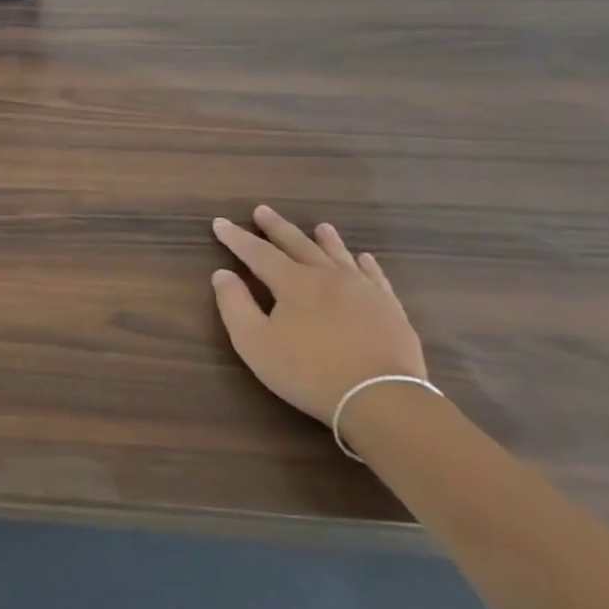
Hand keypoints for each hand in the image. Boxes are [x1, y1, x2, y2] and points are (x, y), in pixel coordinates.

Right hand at [210, 205, 426, 426]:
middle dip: (276, 228)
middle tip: (262, 211)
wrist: (381, 398)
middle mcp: (328, 276)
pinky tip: (364, 258)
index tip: (220, 223)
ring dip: (325, 239)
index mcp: (293, 283)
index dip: (236, 238)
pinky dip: (366, 264)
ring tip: (320, 225)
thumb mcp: (255, 342)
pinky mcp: (389, 308)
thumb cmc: (308, 371)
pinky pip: (375, 276)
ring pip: (339, 255)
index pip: (258, 253)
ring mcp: (363, 290)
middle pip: (298, 244)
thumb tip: (222, 274)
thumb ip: (234, 305)